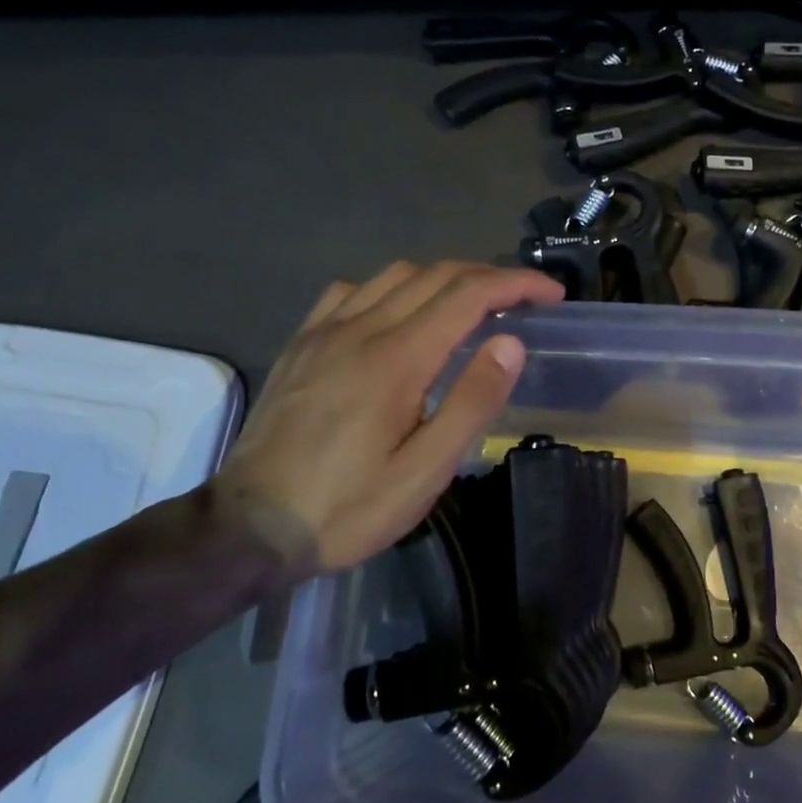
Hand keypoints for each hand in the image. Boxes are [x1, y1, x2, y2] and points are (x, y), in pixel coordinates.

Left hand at [215, 261, 563, 575]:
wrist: (250, 527)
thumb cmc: (349, 507)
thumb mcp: (425, 471)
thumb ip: (472, 402)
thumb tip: (511, 343)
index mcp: (397, 359)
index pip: (469, 295)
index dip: (517, 285)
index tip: (552, 294)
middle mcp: (360, 329)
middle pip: (435, 275)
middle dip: (489, 276)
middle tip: (525, 298)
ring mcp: (324, 332)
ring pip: (394, 275)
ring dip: (444, 277)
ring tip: (473, 303)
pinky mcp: (301, 344)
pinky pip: (351, 291)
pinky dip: (392, 287)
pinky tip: (400, 313)